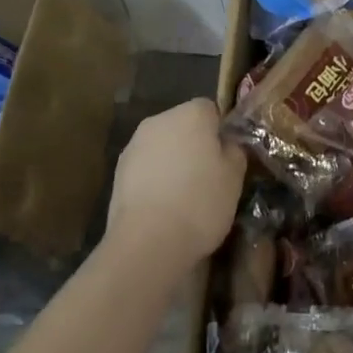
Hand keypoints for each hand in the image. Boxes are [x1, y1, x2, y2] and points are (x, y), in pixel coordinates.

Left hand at [105, 98, 244, 276]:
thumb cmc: (200, 202)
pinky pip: (145, 168)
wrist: (147, 242)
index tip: (225, 159)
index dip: (220, 133)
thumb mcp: (235, 177)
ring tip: (183, 198)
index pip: (211, 110)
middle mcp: (160, 120)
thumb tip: (226, 144)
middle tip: (208, 178)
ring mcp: (134, 145)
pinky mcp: (117, 172)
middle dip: (194, 145)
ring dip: (172, 163)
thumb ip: (234, 150)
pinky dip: (154, 180)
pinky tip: (162, 208)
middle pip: (183, 126)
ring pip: (162, 147)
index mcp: (192, 113)